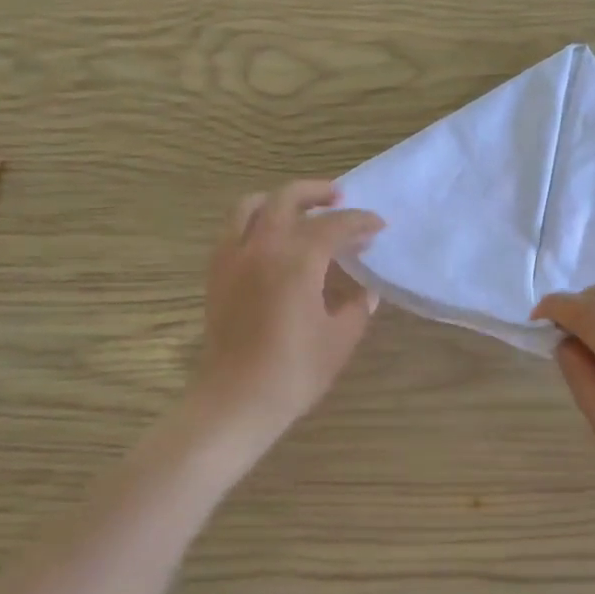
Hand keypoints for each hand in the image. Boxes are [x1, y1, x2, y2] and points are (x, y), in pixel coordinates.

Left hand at [189, 180, 382, 443]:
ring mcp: (233, 259)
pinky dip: (255, 222)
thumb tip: (363, 289)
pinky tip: (272, 241)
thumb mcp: (340, 338)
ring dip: (279, 200)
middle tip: (339, 198)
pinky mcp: (216, 274)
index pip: (334, 226)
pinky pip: (233, 230)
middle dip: (317, 192)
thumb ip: (356, 306)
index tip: (378, 226)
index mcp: (296, 262)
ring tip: (300, 211)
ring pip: (250, 206)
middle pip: (286, 199)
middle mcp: (261, 248)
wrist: (236, 401)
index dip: (360, 222)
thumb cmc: (294, 372)